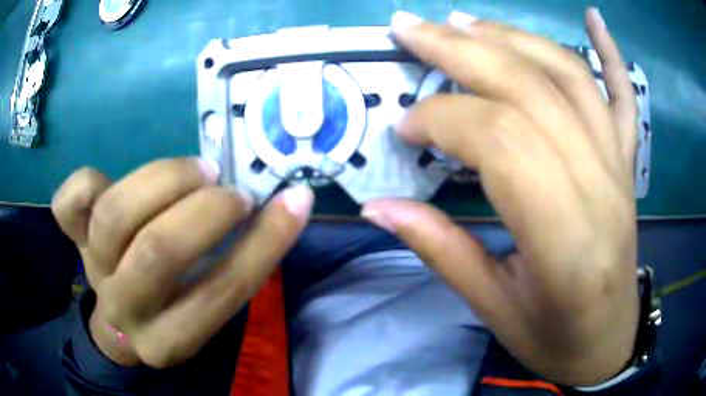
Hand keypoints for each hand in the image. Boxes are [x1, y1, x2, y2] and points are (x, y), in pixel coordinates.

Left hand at [52, 158, 313, 367]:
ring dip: (163, 180)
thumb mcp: (207, 304)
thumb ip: (239, 260)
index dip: (265, 242)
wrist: (120, 321)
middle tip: (230, 190)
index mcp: (173, 337)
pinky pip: (68, 204)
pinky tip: (112, 180)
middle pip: (158, 253)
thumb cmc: (172, 309)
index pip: (222, 291)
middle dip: (204, 211)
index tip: (294, 200)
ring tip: (195, 171)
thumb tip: (284, 203)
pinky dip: (88, 180)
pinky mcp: (73, 239)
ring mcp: (93, 269)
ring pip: (115, 215)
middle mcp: (128, 309)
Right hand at [363, 9, 638, 384]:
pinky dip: (612, 52)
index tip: (403, 127)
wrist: (607, 342)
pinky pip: (625, 96)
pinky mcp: (628, 163)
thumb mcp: (493, 311)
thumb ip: (441, 252)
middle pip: (531, 89)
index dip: (443, 119)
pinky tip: (595, 19)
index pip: (502, 141)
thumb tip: (378, 208)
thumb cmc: (554, 339)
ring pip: (569, 77)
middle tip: (410, 29)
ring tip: (463, 23)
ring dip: (512, 38)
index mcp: (567, 241)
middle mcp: (601, 187)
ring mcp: (620, 167)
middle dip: (462, 50)